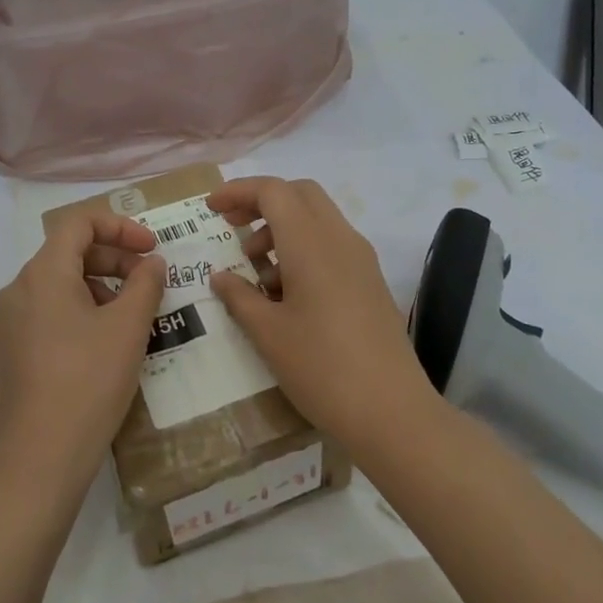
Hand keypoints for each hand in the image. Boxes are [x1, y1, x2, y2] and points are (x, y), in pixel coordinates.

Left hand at [0, 209, 165, 494]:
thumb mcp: (128, 329)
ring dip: (93, 288)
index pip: (79, 224)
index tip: (151, 250)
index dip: (120, 227)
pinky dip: (69, 315)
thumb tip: (150, 262)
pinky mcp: (0, 355)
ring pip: (52, 287)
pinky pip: (38, 317)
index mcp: (41, 274)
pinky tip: (91, 344)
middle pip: (65, 254)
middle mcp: (13, 291)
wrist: (38, 461)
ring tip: (125, 318)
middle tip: (146, 284)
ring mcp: (1, 325)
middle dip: (111, 260)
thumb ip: (145, 284)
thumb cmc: (89, 384)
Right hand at [207, 177, 433, 444]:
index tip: (211, 209)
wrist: (392, 412)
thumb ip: (239, 296)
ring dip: (281, 229)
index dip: (238, 191)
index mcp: (311, 244)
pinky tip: (285, 294)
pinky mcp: (370, 281)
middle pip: (299, 194)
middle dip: (262, 202)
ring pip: (317, 219)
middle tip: (231, 229)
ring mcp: (361, 260)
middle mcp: (340, 240)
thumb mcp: (268, 334)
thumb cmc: (321, 368)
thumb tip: (220, 276)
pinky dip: (303, 250)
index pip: (273, 191)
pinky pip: (331, 245)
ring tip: (255, 275)